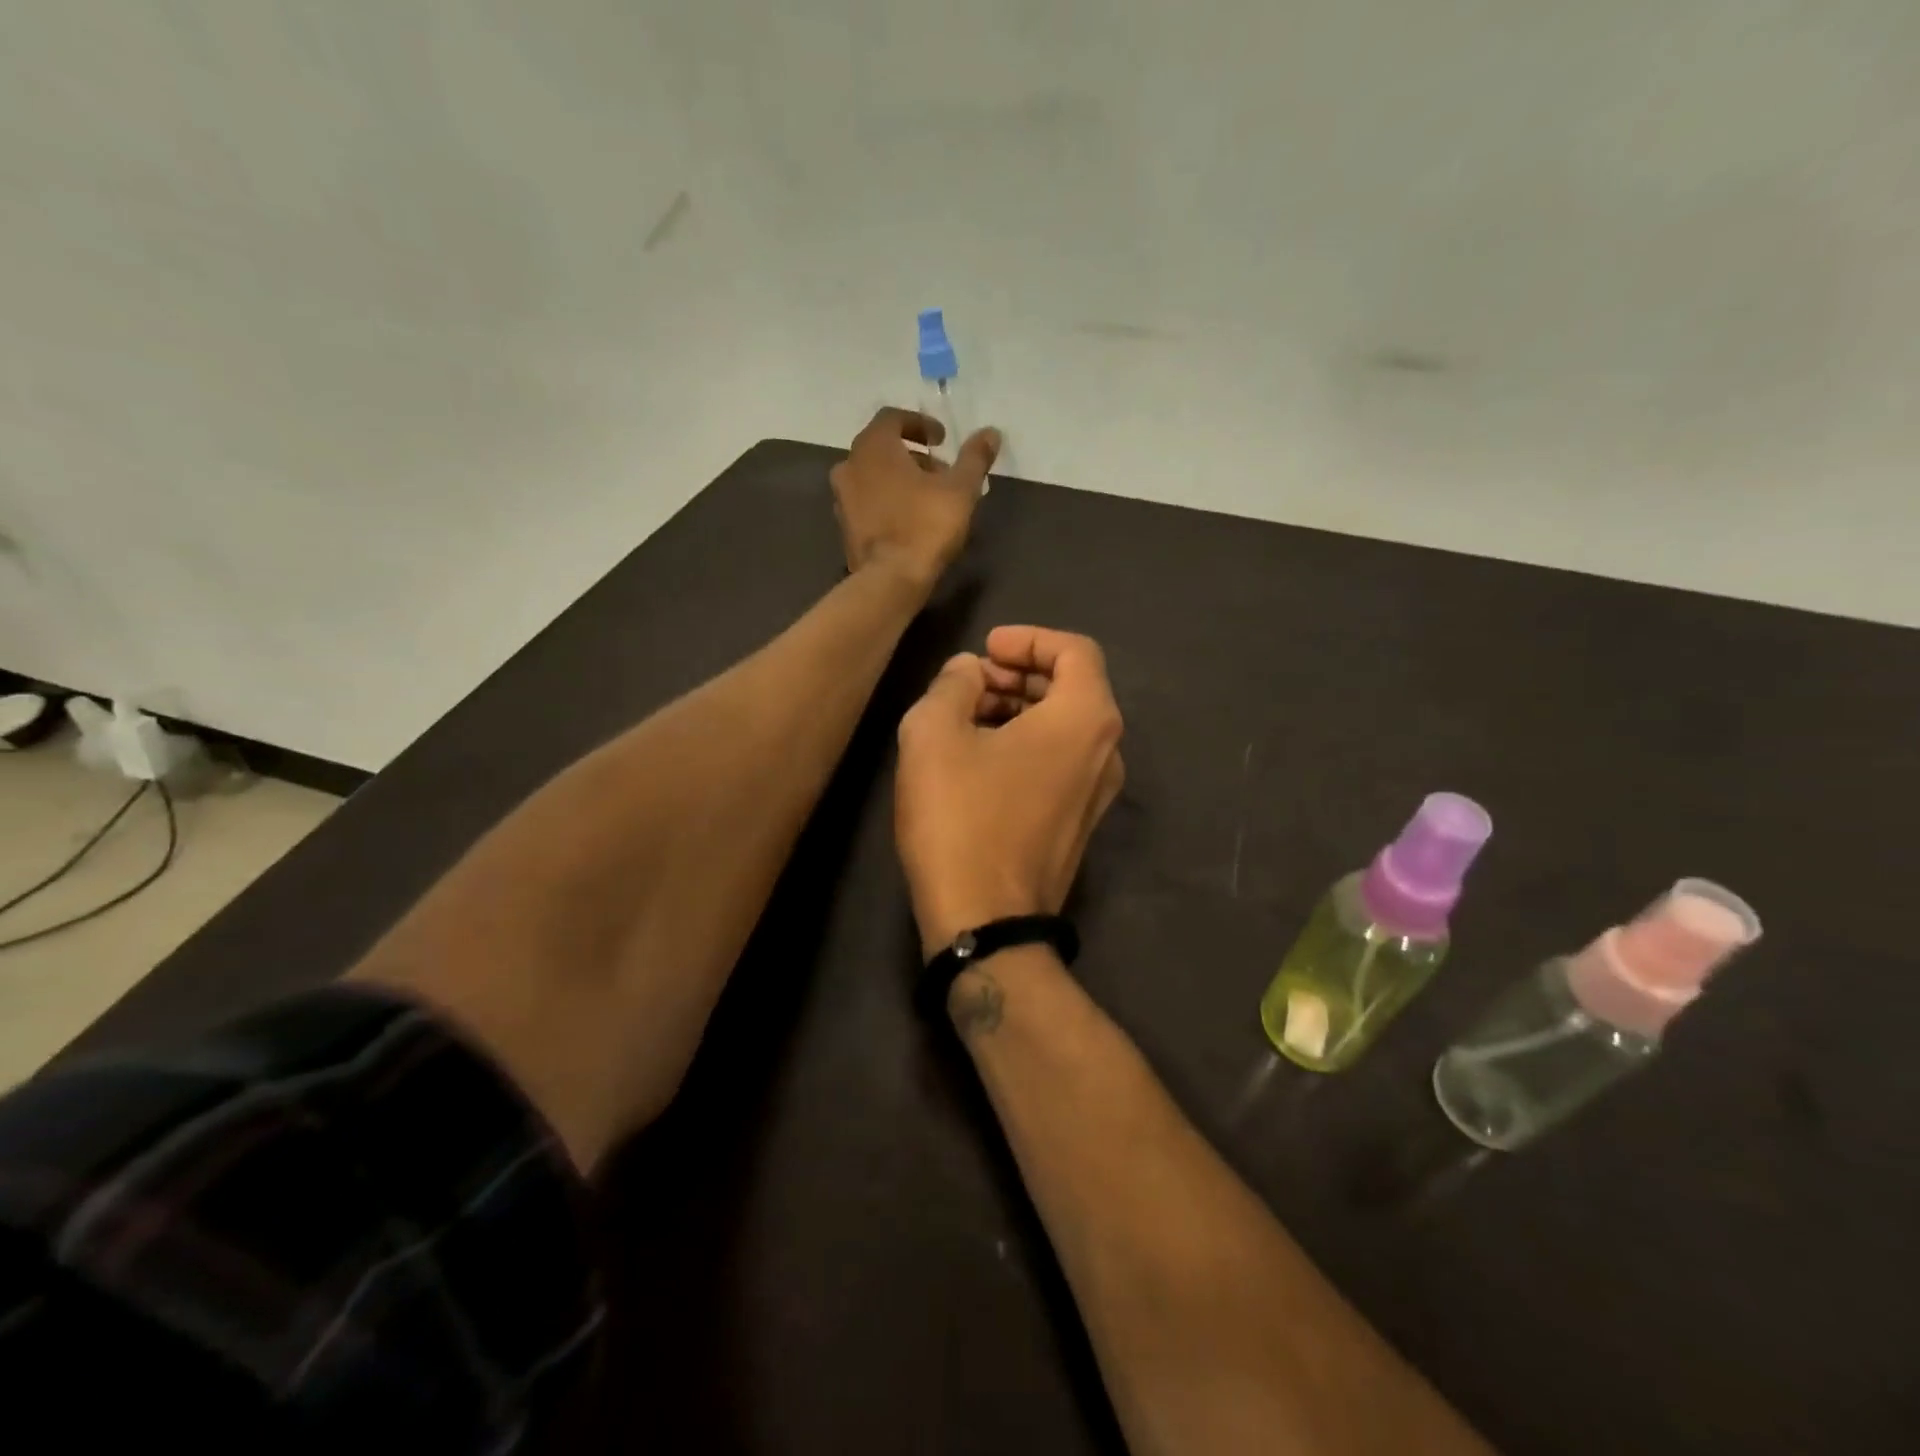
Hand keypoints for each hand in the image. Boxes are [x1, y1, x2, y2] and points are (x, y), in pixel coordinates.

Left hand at [831, 407, 1000, 590]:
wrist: (890, 580)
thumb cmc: (925, 525)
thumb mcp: (960, 489)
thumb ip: (975, 458)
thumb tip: (991, 432)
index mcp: (873, 446)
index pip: (893, 418)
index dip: (920, 424)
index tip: (942, 440)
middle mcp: (850, 465)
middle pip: (882, 448)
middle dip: (913, 455)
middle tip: (941, 471)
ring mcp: (842, 499)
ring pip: (873, 477)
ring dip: (900, 480)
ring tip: (929, 497)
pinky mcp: (845, 528)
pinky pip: (868, 503)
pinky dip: (888, 502)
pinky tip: (910, 520)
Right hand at [895, 626, 1125, 956]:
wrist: (986, 921)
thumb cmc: (961, 819)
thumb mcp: (934, 735)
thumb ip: (953, 684)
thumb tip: (969, 672)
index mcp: (1085, 719)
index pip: (1074, 650)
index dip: (1028, 638)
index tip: (986, 649)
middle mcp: (1107, 750)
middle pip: (1073, 687)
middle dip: (1020, 673)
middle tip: (971, 681)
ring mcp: (1099, 792)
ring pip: (1065, 726)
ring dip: (1021, 708)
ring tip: (967, 715)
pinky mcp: (1081, 822)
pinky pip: (1061, 761)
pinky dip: (1028, 742)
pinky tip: (981, 756)